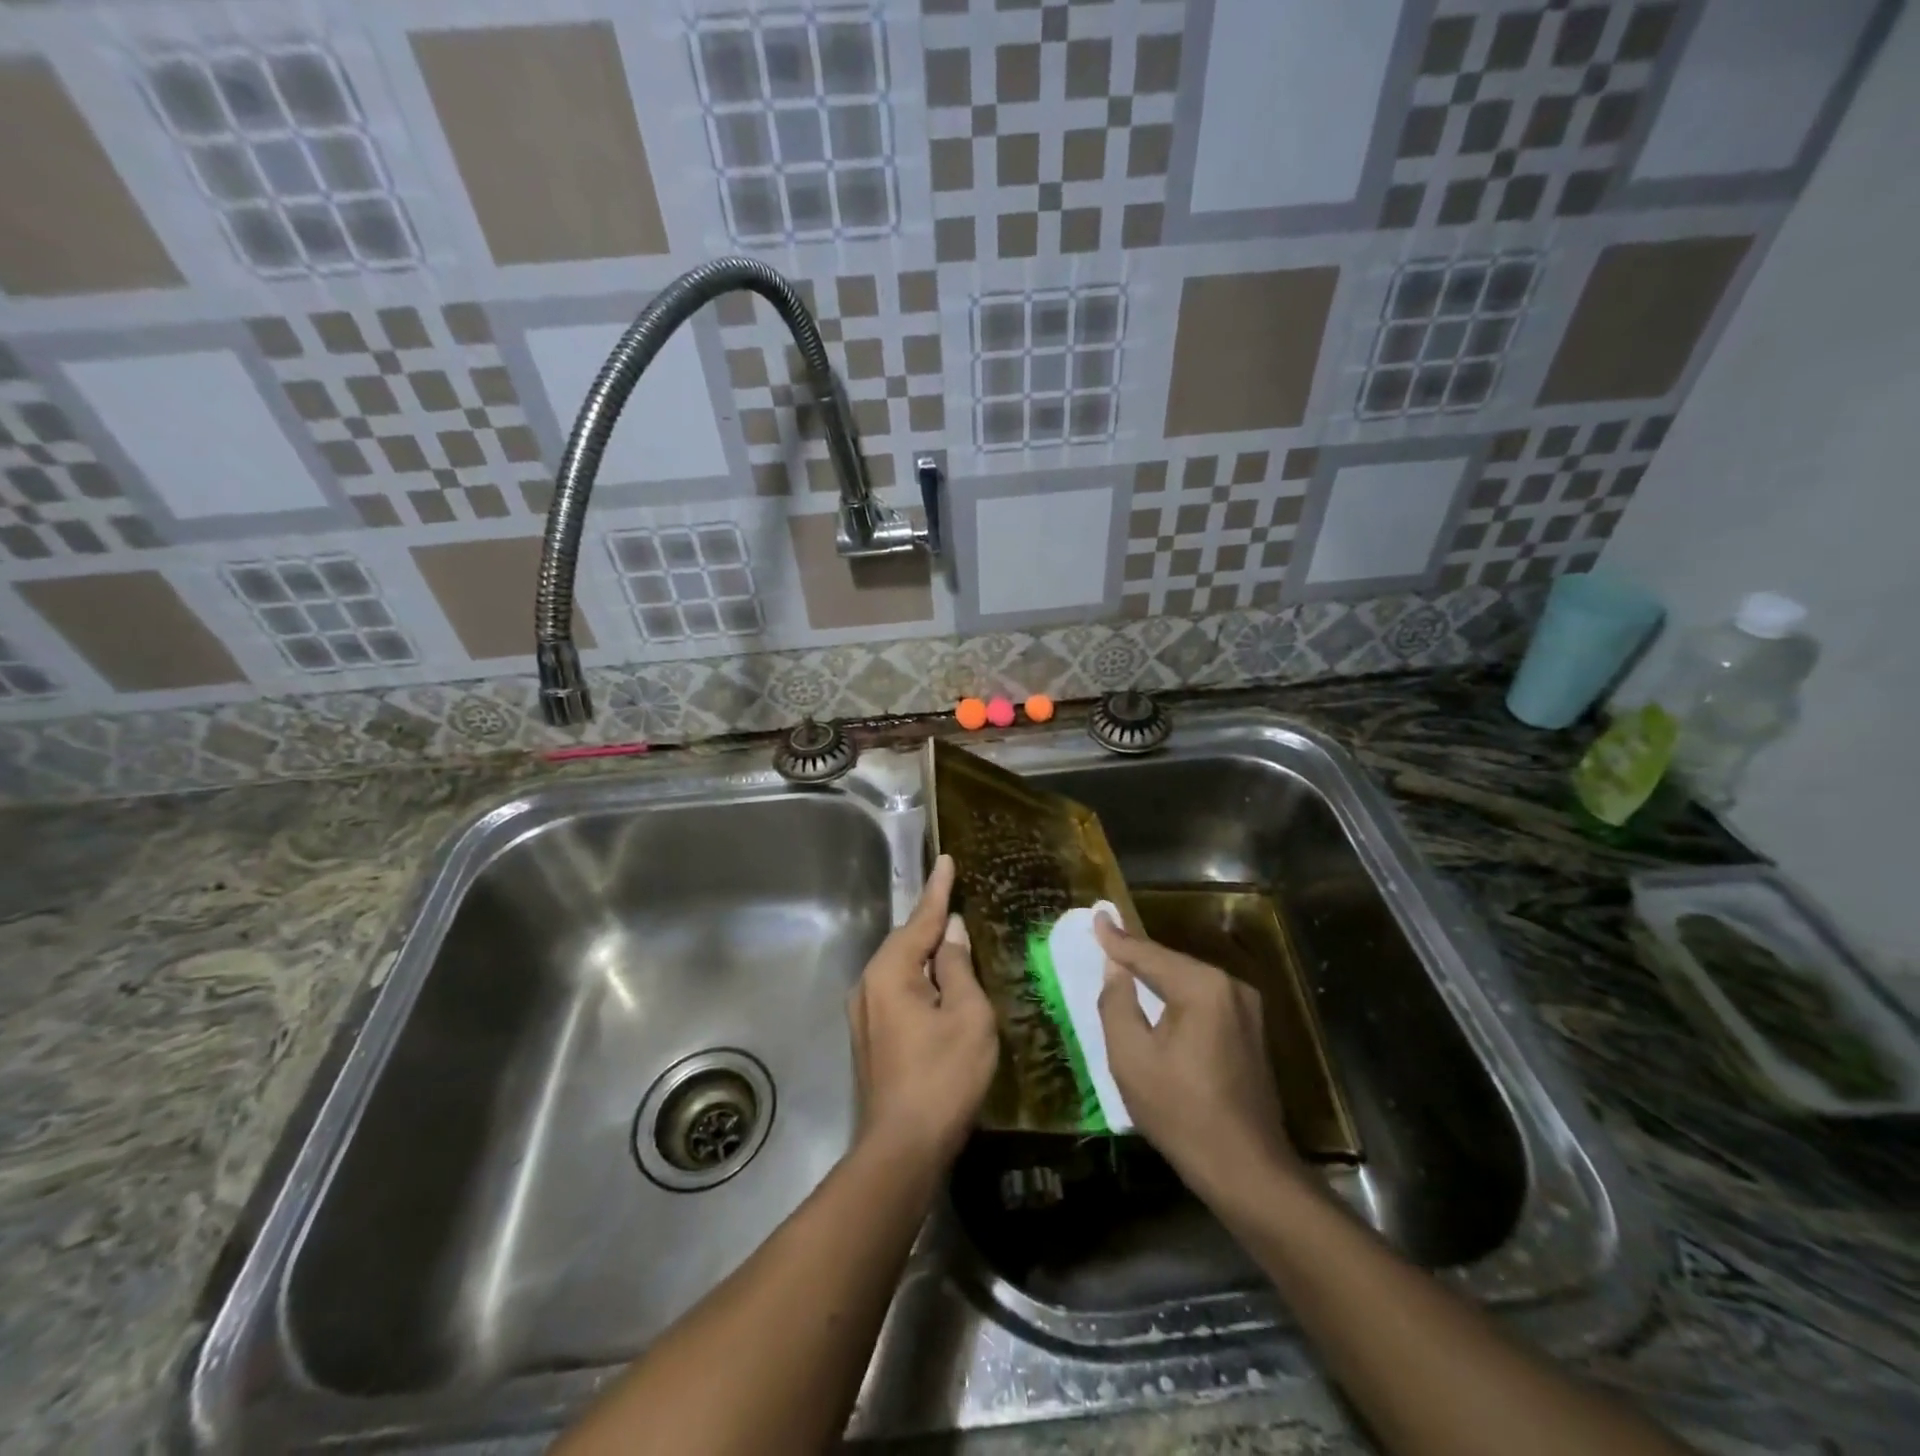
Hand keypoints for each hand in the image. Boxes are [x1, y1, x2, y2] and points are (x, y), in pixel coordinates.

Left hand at [846, 855, 997, 1167]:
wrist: (902, 1148)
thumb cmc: (943, 1077)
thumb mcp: (967, 1015)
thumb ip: (958, 967)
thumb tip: (951, 932)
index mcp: (891, 972)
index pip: (922, 920)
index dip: (939, 890)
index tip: (947, 860)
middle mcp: (868, 984)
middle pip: (906, 941)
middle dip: (931, 921)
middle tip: (956, 897)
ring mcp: (864, 1012)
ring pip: (900, 967)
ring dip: (926, 951)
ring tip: (952, 937)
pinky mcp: (869, 1036)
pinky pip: (896, 989)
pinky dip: (919, 977)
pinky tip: (937, 982)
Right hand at [1094, 914, 1304, 1203]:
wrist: (1246, 1169)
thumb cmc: (1180, 1112)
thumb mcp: (1131, 1058)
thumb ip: (1116, 1003)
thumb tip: (1114, 968)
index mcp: (1202, 987)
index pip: (1149, 954)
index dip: (1117, 939)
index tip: (1096, 916)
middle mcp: (1230, 987)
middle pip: (1172, 964)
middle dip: (1138, 956)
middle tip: (1106, 941)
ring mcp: (1247, 1009)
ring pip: (1189, 981)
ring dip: (1157, 976)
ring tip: (1124, 964)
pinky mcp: (1251, 1031)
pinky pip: (1204, 1000)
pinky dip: (1177, 996)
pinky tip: (1158, 997)